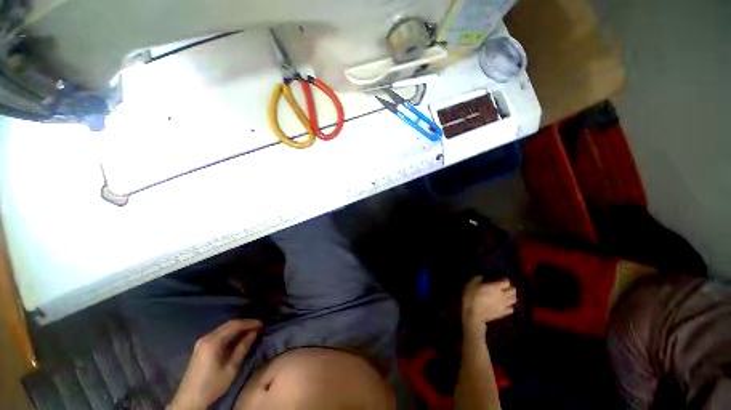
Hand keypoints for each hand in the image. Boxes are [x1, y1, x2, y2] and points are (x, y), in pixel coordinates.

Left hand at [169, 319, 261, 409]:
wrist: (189, 399)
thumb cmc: (212, 385)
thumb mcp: (231, 368)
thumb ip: (242, 348)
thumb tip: (254, 333)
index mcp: (213, 342)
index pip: (235, 325)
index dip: (249, 323)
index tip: (261, 324)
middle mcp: (206, 337)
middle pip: (228, 324)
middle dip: (244, 323)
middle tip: (258, 325)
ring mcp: (202, 342)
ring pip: (223, 328)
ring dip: (238, 328)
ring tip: (250, 330)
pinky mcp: (201, 347)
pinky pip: (219, 334)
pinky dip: (230, 333)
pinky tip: (237, 337)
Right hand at [461, 277, 516, 336]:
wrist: (472, 314)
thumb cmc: (471, 297)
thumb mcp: (471, 283)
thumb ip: (478, 278)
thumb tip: (482, 276)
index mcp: (495, 287)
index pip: (506, 282)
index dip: (504, 279)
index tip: (499, 278)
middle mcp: (503, 295)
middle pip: (513, 290)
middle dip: (510, 287)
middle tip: (503, 287)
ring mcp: (504, 305)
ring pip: (514, 299)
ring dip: (511, 296)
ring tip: (505, 295)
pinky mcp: (503, 313)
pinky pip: (511, 309)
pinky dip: (509, 306)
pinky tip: (504, 305)